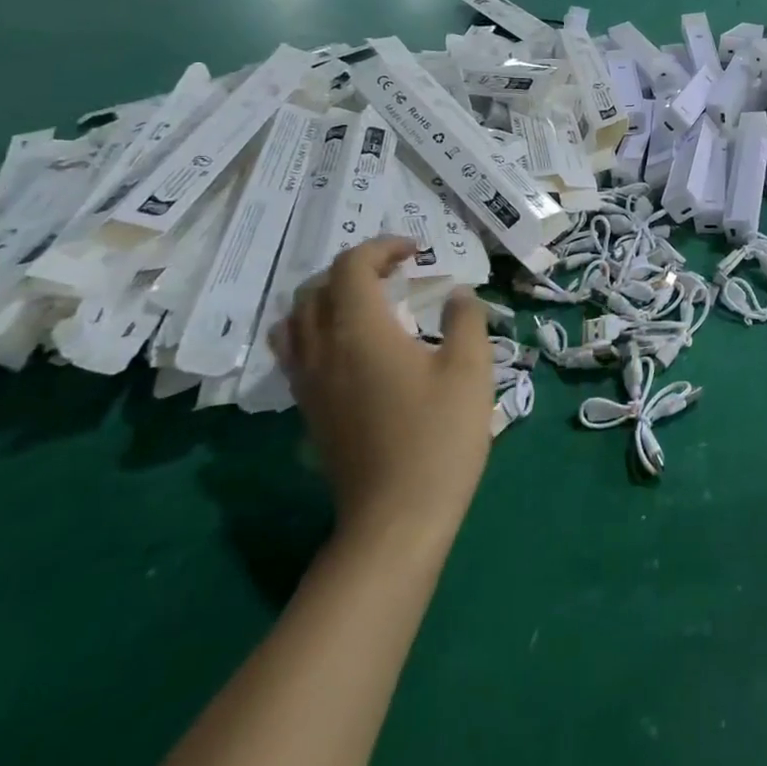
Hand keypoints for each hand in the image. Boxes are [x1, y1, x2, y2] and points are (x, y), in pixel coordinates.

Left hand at [275, 237, 494, 543]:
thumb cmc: (438, 436)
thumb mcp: (470, 369)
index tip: (416, 252)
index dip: (382, 247)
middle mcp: (322, 349)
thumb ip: (465, 319)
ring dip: (327, 298)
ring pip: (296, 321)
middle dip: (355, 268)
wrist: (396, 518)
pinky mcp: (309, 411)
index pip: (351, 267)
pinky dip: (317, 331)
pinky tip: (353, 348)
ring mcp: (309, 384)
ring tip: (366, 304)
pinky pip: (296, 353)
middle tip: (396, 273)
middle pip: (316, 288)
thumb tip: (458, 294)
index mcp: (360, 330)